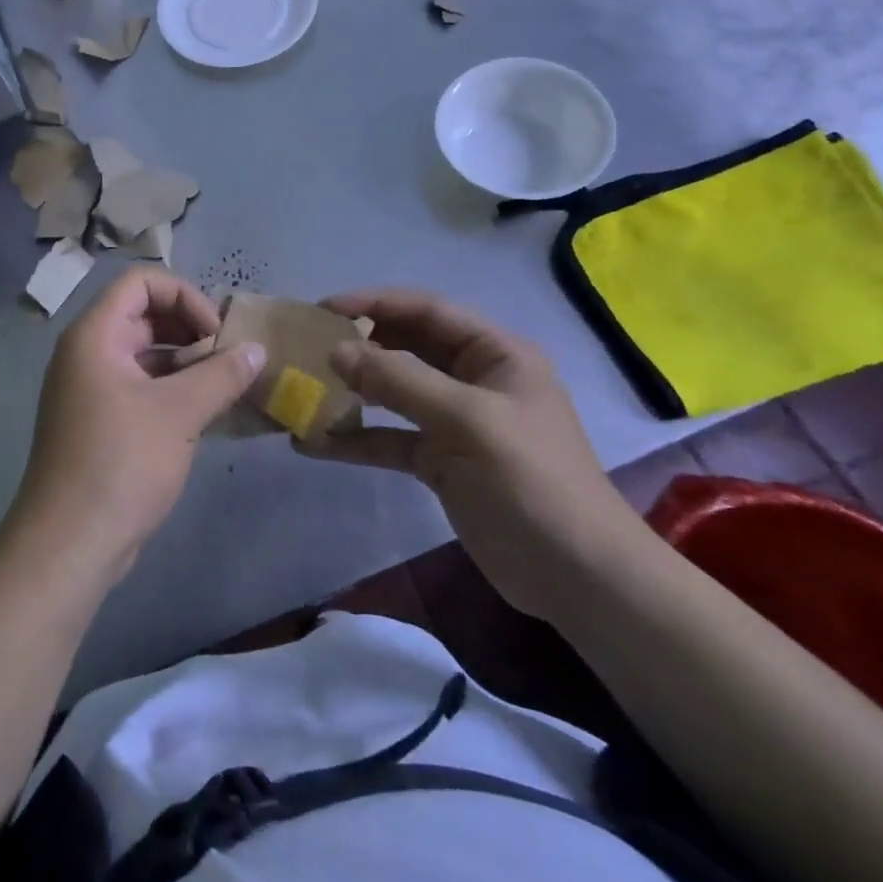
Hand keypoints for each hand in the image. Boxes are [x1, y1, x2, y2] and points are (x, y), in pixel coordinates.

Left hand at [9, 268, 264, 583]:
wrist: (69, 543)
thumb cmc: (120, 463)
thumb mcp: (179, 413)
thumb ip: (221, 374)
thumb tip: (257, 349)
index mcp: (95, 335)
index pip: (140, 282)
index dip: (184, 296)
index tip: (216, 333)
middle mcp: (88, 352)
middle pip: (143, 315)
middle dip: (190, 329)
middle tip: (229, 357)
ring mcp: (91, 388)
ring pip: (145, 353)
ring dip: (186, 361)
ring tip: (226, 383)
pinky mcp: (100, 420)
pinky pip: (141, 386)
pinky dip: (173, 389)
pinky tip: (207, 410)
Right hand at [321, 288, 645, 620]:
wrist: (577, 578)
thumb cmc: (530, 481)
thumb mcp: (466, 421)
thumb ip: (399, 381)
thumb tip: (335, 351)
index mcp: (495, 354)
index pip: (427, 311)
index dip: (375, 303)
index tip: (323, 309)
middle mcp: (474, 379)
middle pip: (407, 347)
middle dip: (359, 345)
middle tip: (307, 348)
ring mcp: (456, 422)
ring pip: (394, 394)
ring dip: (353, 392)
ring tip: (305, 390)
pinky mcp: (441, 461)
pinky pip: (391, 438)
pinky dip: (356, 439)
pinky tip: (314, 444)